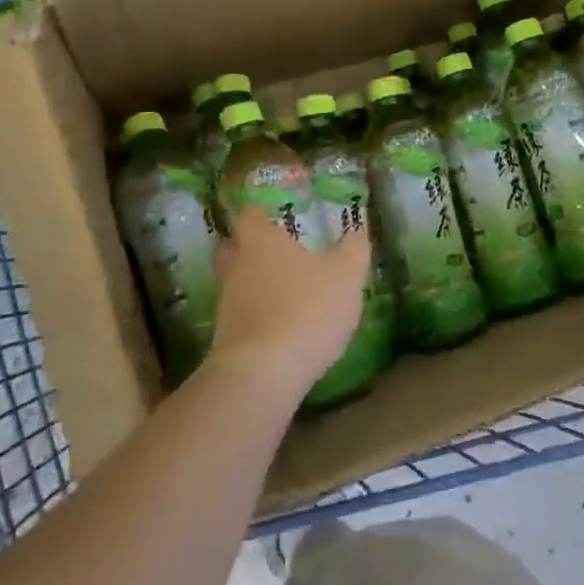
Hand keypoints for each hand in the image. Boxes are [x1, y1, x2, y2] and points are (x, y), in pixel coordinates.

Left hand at [206, 212, 371, 398]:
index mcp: (260, 240)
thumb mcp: (346, 276)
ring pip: (236, 281)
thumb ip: (354, 249)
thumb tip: (358, 230)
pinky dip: (256, 312)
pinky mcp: (225, 336)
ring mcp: (226, 302)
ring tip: (284, 288)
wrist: (263, 374)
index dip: (262, 211)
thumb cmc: (306, 310)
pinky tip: (280, 322)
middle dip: (251, 245)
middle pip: (233, 246)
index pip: (250, 213)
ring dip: (254, 281)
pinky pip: (241, 313)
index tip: (279, 214)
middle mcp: (236, 265)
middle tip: (278, 249)